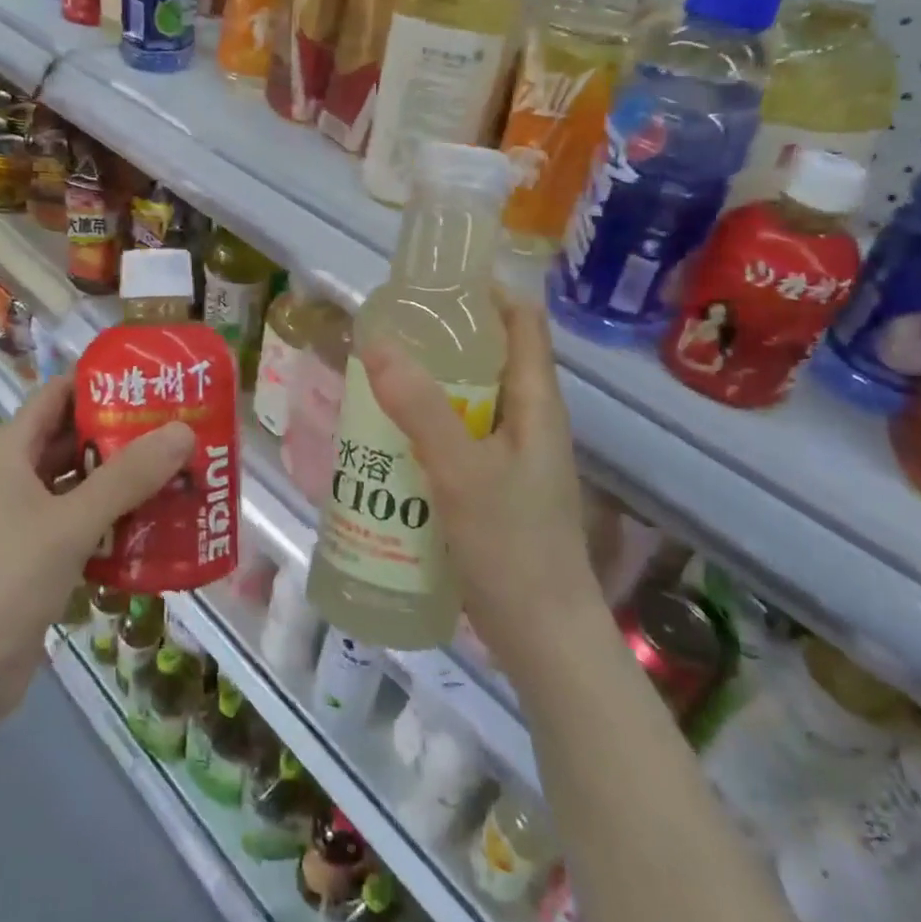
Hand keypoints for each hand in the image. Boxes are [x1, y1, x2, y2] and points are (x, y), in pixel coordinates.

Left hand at [0, 376, 194, 724]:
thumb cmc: (6, 581)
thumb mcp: (71, 523)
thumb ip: (128, 476)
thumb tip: (182, 431)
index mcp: (9, 454)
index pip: (56, 395)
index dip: (99, 382)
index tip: (150, 380)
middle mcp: (14, 479)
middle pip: (71, 439)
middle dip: (121, 433)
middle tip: (177, 427)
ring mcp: (22, 522)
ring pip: (79, 485)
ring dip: (122, 480)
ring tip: (177, 471)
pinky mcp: (34, 559)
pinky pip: (79, 524)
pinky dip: (112, 520)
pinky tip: (155, 525)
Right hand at [361, 289, 616, 677]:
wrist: (544, 639)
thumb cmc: (513, 547)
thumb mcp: (460, 471)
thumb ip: (419, 407)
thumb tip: (376, 340)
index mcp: (536, 402)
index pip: (522, 321)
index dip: (486, 292)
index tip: (433, 282)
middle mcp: (529, 420)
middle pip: (489, 357)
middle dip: (442, 338)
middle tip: (387, 330)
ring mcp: (513, 457)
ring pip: (469, 400)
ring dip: (428, 385)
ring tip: (376, 377)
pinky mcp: (494, 487)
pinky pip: (458, 438)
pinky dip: (426, 426)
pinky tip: (388, 439)